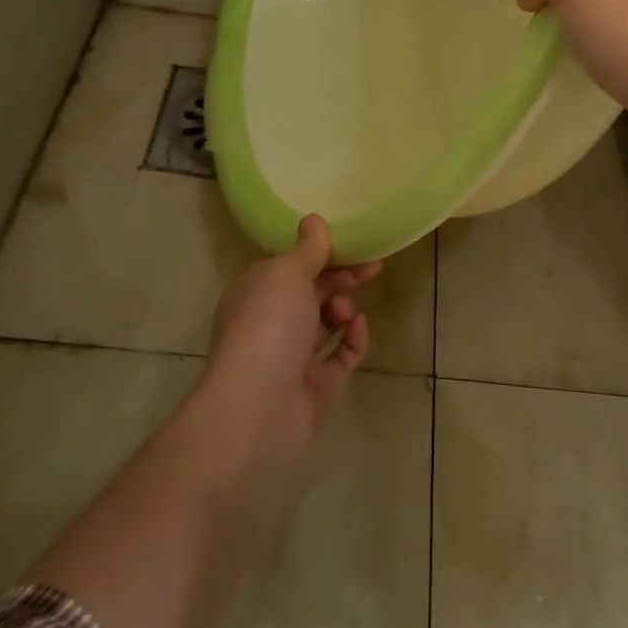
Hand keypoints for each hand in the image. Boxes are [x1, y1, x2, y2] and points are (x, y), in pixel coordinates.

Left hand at [199, 215, 378, 463]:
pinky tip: (358, 328)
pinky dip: (353, 340)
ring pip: (327, 323)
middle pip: (313, 292)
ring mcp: (293, 355)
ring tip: (346, 312)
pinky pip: (341, 355)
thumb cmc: (268, 327)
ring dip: (343, 309)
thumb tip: (313, 220)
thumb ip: (308, 250)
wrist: (257, 407)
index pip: (292, 265)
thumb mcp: (288, 274)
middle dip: (341, 279)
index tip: (355, 244)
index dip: (324, 253)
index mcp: (257, 292)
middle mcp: (272, 322)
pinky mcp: (316, 384)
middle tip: (370, 270)